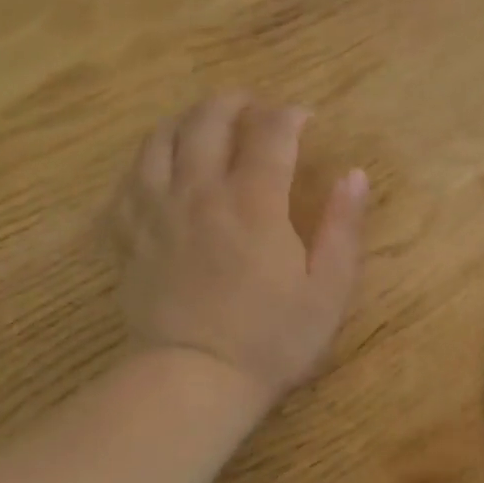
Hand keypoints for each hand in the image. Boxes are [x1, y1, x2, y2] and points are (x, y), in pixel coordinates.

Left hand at [112, 94, 368, 408]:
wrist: (194, 379)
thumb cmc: (271, 338)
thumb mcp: (328, 289)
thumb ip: (343, 227)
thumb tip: (355, 175)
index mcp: (254, 202)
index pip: (270, 133)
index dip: (289, 115)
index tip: (304, 118)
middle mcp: (200, 192)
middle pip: (208, 121)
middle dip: (234, 103)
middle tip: (253, 106)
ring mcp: (156, 211)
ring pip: (161, 140)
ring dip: (187, 120)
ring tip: (205, 122)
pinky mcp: (128, 236)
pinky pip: (128, 179)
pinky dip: (147, 160)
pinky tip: (160, 166)